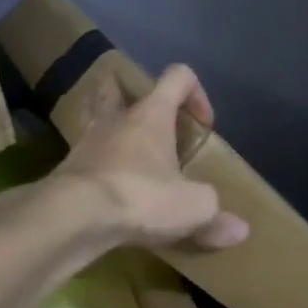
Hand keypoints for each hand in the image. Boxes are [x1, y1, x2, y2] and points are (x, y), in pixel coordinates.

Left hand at [52, 64, 249, 249]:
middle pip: (118, 87)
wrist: (74, 216)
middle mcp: (116, 119)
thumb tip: (241, 231)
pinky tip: (109, 190)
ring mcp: (86, 142)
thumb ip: (216, 216)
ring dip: (109, 129)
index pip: (178, 77)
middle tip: (151, 126)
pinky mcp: (67, 171)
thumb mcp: (193, 208)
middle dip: (133, 98)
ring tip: (126, 154)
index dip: (196, 93)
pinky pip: (84, 158)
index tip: (204, 125)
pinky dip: (97, 167)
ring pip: (95, 119)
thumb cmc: (142, 196)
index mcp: (151, 114)